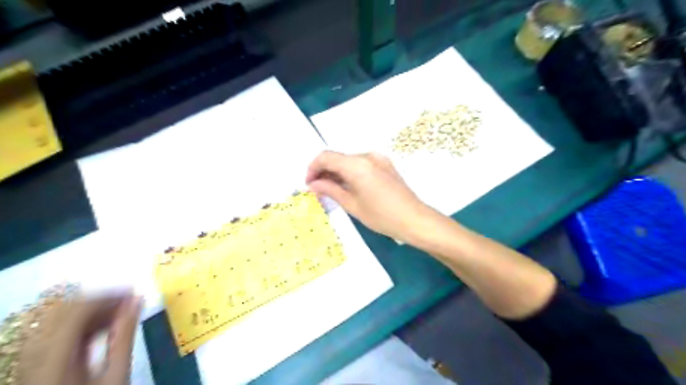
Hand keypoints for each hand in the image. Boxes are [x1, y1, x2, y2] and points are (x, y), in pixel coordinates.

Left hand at [19, 294, 140, 382]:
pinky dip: (82, 325)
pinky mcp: (35, 365)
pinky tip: (104, 327)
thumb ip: (125, 335)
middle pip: (62, 312)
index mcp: (54, 360)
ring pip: (57, 320)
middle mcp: (35, 356)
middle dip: (100, 300)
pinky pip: (56, 333)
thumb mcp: (116, 375)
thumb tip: (137, 301)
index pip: (76, 311)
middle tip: (130, 301)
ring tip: (121, 313)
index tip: (136, 293)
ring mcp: (31, 361)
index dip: (107, 296)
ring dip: (91, 311)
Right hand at [308, 151, 430, 243]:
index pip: (326, 157)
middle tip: (318, 190)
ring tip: (331, 190)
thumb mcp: (352, 205)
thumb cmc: (381, 216)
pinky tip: (348, 187)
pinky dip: (350, 172)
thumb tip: (313, 184)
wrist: (414, 219)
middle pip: (338, 157)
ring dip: (337, 172)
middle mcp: (367, 155)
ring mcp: (378, 158)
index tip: (309, 184)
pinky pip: (361, 164)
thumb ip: (331, 190)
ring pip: (349, 161)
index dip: (313, 168)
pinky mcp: (385, 164)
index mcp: (357, 164)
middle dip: (324, 171)